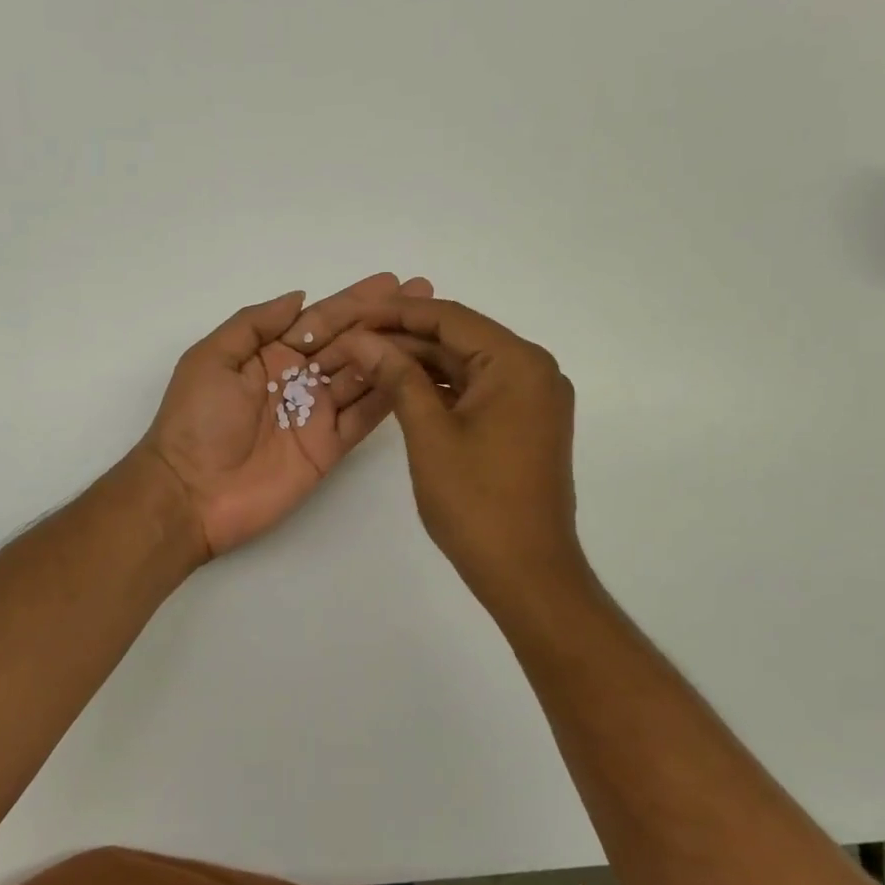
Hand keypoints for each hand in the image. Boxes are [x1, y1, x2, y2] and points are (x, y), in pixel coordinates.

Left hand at [140, 273, 433, 558]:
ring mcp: (316, 414)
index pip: (320, 320)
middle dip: (384, 319)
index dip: (355, 301)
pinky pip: (364, 417)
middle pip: (349, 342)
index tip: (392, 281)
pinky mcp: (329, 448)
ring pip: (363, 375)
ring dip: (395, 351)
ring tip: (431, 327)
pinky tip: (418, 373)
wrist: (190, 493)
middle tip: (424, 293)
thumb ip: (255, 324)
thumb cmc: (195, 421)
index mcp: (270, 355)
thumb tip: (300, 296)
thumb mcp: (211, 359)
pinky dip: (389, 396)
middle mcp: (299, 380)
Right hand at [323, 297, 590, 610]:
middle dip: (404, 337)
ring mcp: (531, 399)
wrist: (527, 572)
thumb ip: (397, 377)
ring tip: (365, 359)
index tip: (351, 312)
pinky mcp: (523, 424)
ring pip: (465, 365)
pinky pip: (475, 391)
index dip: (396, 312)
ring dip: (418, 363)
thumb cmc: (477, 503)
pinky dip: (438, 388)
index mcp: (518, 363)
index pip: (449, 318)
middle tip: (351, 337)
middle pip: (459, 338)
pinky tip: (399, 387)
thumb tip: (362, 338)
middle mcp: (533, 370)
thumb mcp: (429, 434)